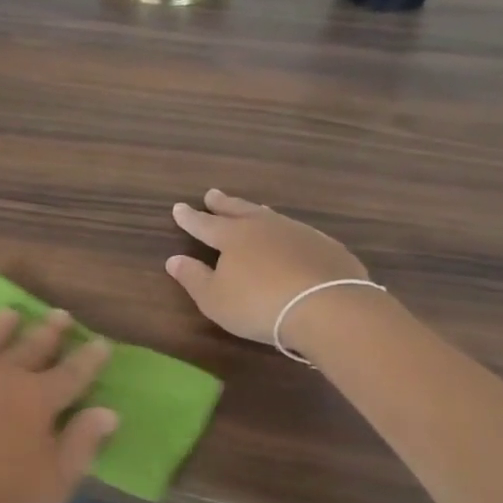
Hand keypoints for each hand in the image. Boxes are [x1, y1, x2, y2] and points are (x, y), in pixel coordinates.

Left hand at [0, 310, 116, 502]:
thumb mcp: (54, 483)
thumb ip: (81, 443)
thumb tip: (107, 412)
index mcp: (38, 398)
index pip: (73, 373)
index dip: (89, 359)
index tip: (101, 343)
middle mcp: (5, 375)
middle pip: (33, 346)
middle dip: (50, 331)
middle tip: (60, 315)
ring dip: (5, 326)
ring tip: (12, 314)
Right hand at [165, 191, 372, 352]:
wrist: (328, 308)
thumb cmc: (259, 305)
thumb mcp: (214, 299)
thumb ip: (193, 278)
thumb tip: (174, 259)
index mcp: (233, 237)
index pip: (204, 223)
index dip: (190, 217)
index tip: (179, 207)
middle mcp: (264, 227)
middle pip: (239, 210)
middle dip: (223, 203)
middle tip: (212, 194)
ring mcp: (299, 234)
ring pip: (271, 217)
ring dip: (257, 212)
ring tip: (252, 209)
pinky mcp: (327, 247)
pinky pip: (299, 233)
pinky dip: (288, 233)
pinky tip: (292, 239)